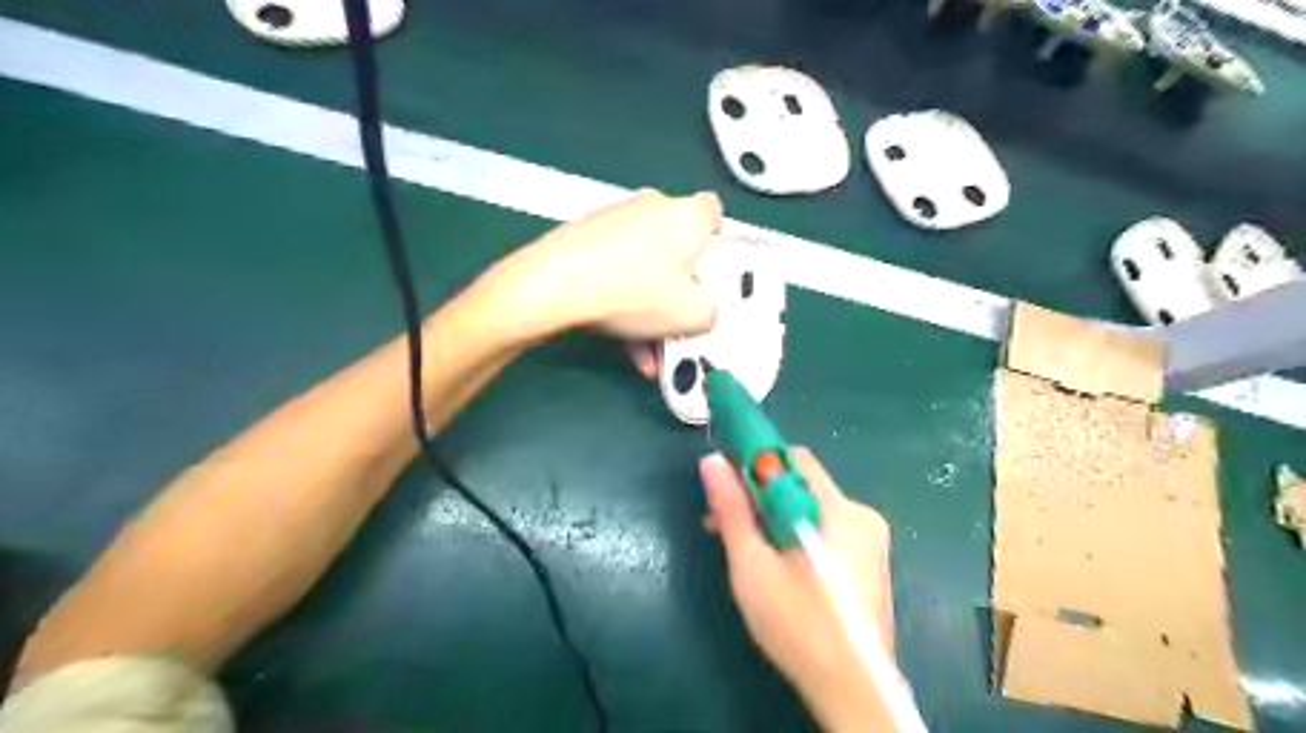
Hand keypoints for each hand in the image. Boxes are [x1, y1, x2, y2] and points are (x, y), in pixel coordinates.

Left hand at [478, 187, 722, 339]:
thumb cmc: (636, 291)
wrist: (558, 285)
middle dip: (681, 287)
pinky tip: (627, 346)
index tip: (714, 272)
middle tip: (681, 320)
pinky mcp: (587, 237)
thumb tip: (703, 314)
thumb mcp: (693, 315)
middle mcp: (654, 207)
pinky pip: (619, 272)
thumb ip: (711, 313)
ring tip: (650, 351)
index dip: (719, 242)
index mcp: (688, 215)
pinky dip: (626, 304)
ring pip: (646, 267)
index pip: (714, 213)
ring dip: (651, 307)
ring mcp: (616, 220)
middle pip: (678, 247)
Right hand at [699, 449, 892, 730]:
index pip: (792, 459)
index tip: (723, 479)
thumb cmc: (797, 626)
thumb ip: (732, 510)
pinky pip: (824, 527)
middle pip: (800, 483)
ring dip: (771, 515)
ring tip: (740, 545)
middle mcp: (860, 514)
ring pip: (809, 506)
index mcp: (837, 510)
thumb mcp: (752, 566)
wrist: (853, 689)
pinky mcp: (868, 558)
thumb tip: (712, 461)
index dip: (754, 460)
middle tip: (720, 521)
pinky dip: (793, 531)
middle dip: (757, 494)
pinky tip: (772, 560)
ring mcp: (869, 538)